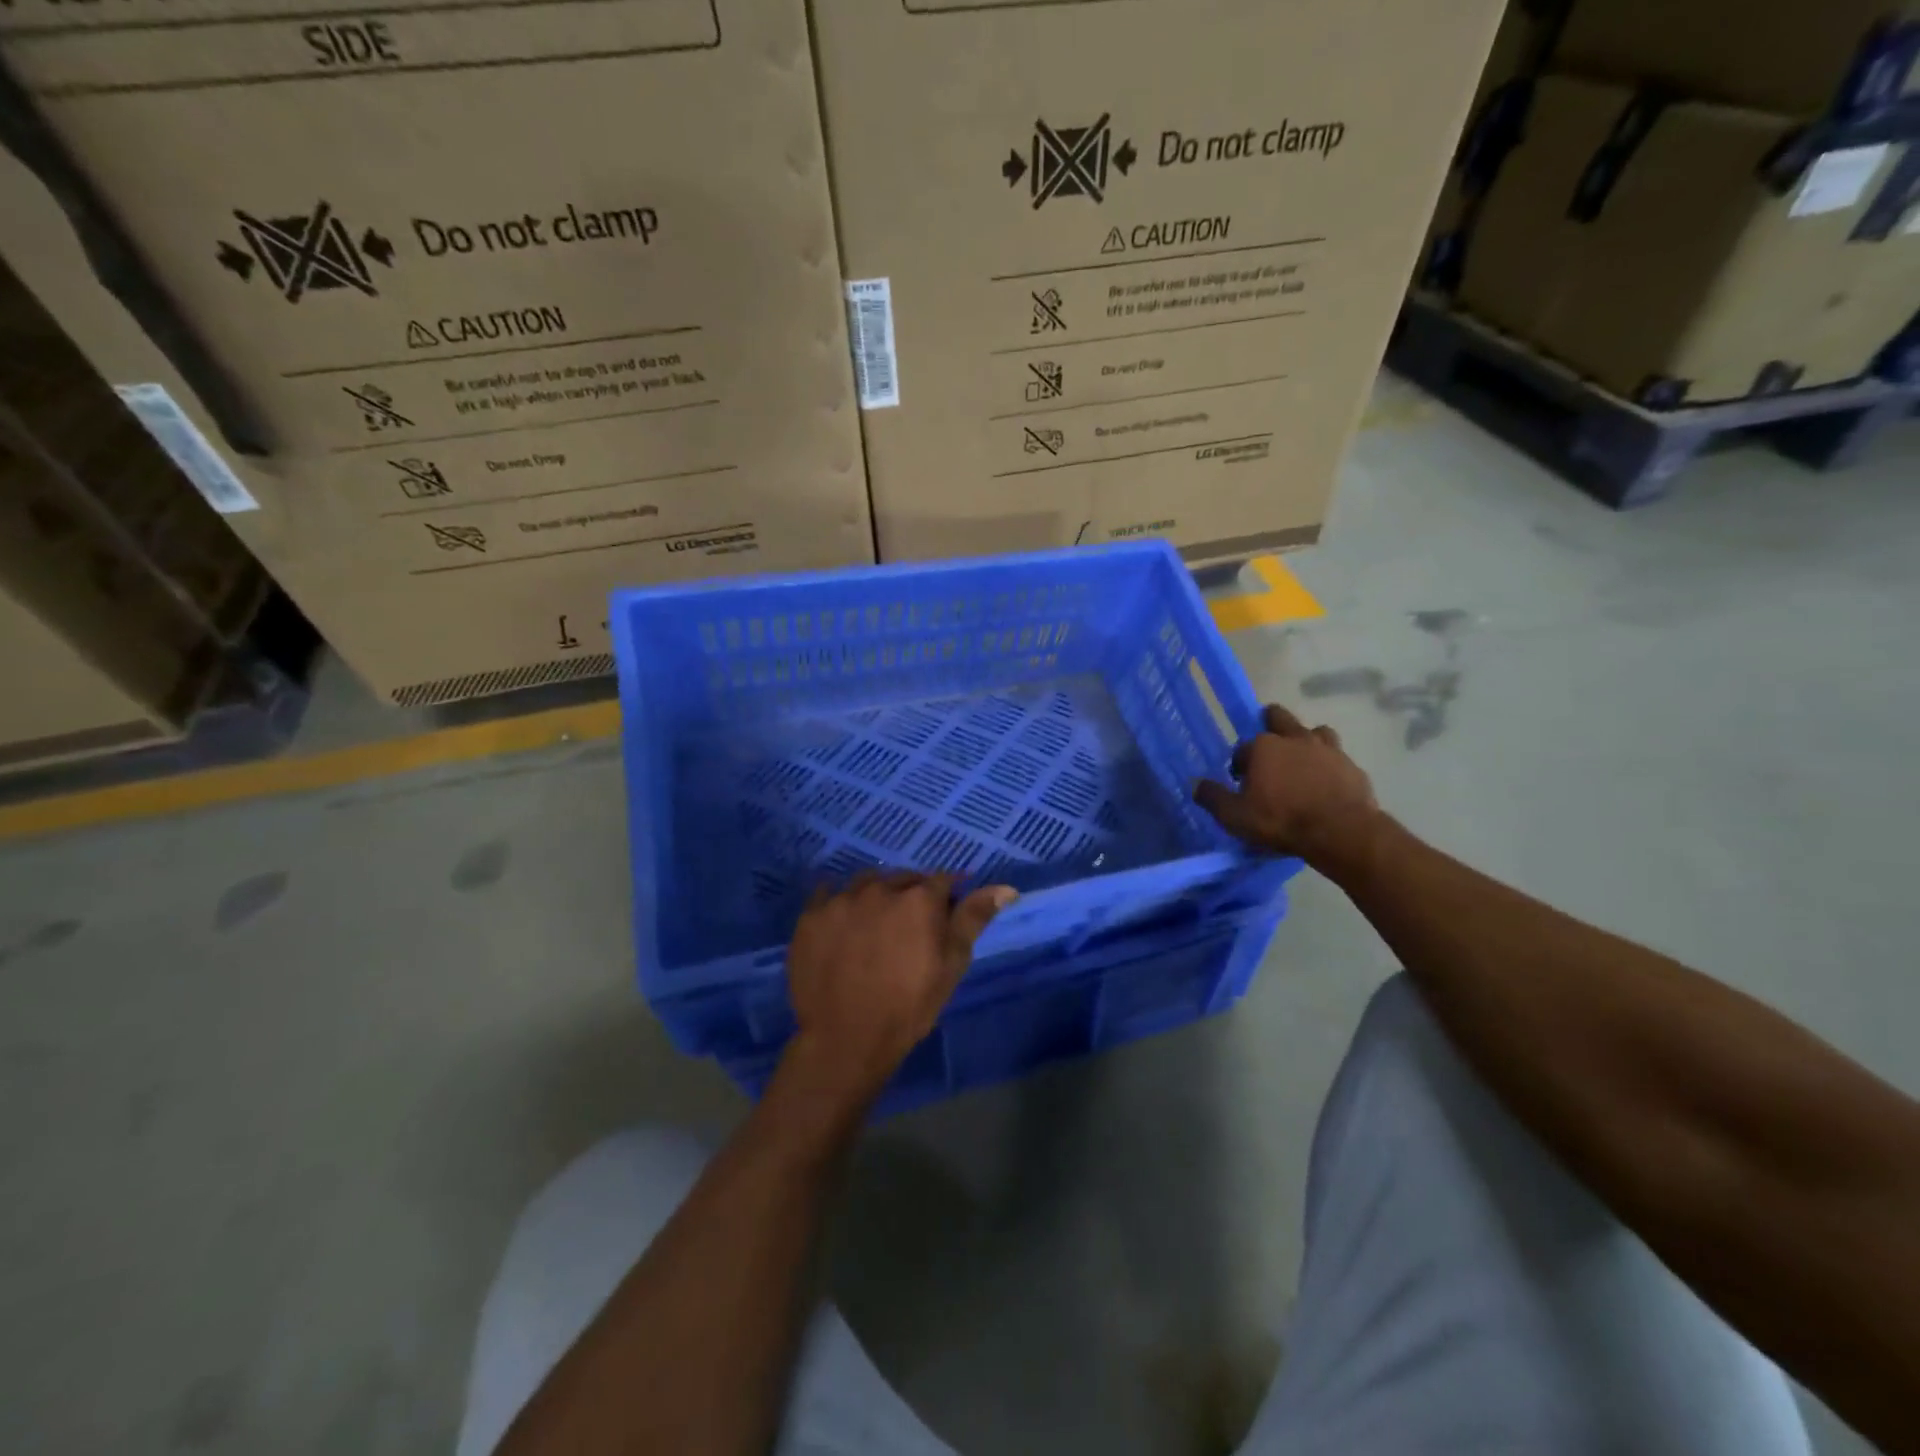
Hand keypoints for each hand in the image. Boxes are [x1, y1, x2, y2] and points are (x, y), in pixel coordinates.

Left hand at [783, 872, 1015, 1107]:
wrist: (846, 1039)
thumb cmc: (909, 1005)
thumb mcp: (952, 965)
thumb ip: (973, 919)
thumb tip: (1006, 888)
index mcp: (919, 898)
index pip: (941, 881)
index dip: (945, 898)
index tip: (942, 920)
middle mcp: (880, 888)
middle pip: (903, 879)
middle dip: (911, 895)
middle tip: (908, 929)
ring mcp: (842, 899)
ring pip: (866, 884)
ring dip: (875, 896)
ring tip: (873, 926)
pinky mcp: (811, 914)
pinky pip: (828, 894)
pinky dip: (839, 904)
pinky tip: (841, 925)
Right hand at [1194, 704, 1380, 867]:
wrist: (1340, 831)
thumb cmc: (1280, 820)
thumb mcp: (1235, 816)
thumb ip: (1213, 797)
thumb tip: (1195, 784)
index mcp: (1263, 747)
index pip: (1243, 748)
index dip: (1240, 764)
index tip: (1241, 782)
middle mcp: (1294, 739)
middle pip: (1279, 718)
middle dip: (1271, 725)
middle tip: (1269, 747)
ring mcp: (1327, 750)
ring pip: (1315, 732)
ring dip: (1306, 740)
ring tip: (1302, 761)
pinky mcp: (1352, 766)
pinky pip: (1337, 758)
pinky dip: (1330, 765)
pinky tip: (1327, 783)